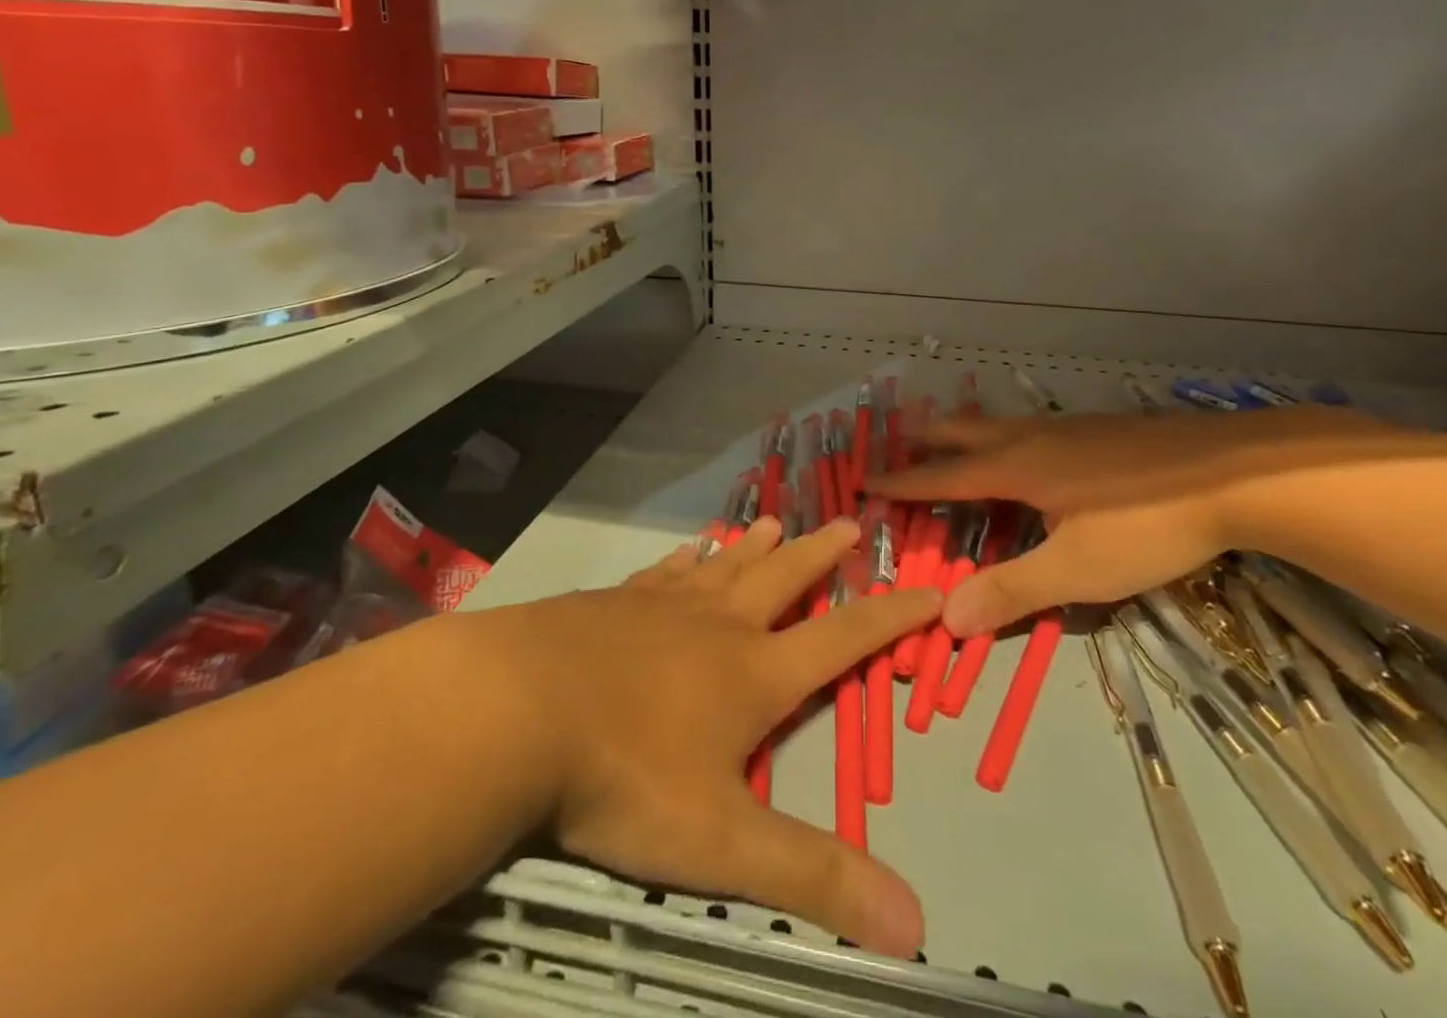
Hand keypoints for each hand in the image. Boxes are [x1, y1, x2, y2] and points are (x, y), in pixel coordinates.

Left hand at [475, 516, 939, 956]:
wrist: (519, 708)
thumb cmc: (626, 773)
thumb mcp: (722, 841)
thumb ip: (812, 876)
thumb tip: (916, 925)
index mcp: (753, 673)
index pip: (840, 639)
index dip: (889, 618)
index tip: (927, 589)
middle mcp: (716, 626)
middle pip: (782, 579)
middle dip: (819, 555)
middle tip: (848, 523)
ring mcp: (660, 607)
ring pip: (723, 567)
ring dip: (753, 547)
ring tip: (772, 521)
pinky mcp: (612, 603)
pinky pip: (661, 574)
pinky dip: (683, 561)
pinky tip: (686, 552)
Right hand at [869, 405, 1393, 637]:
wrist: (1236, 474)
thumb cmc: (1146, 524)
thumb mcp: (1077, 571)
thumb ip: (1012, 591)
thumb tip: (944, 618)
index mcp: (1016, 469)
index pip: (943, 477)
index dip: (904, 483)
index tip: (866, 481)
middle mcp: (1032, 438)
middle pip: (965, 432)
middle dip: (928, 438)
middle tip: (899, 439)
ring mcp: (1069, 428)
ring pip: (1000, 423)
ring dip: (966, 430)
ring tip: (954, 436)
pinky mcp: (1101, 428)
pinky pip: (1032, 426)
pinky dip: (1005, 433)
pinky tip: (1032, 446)